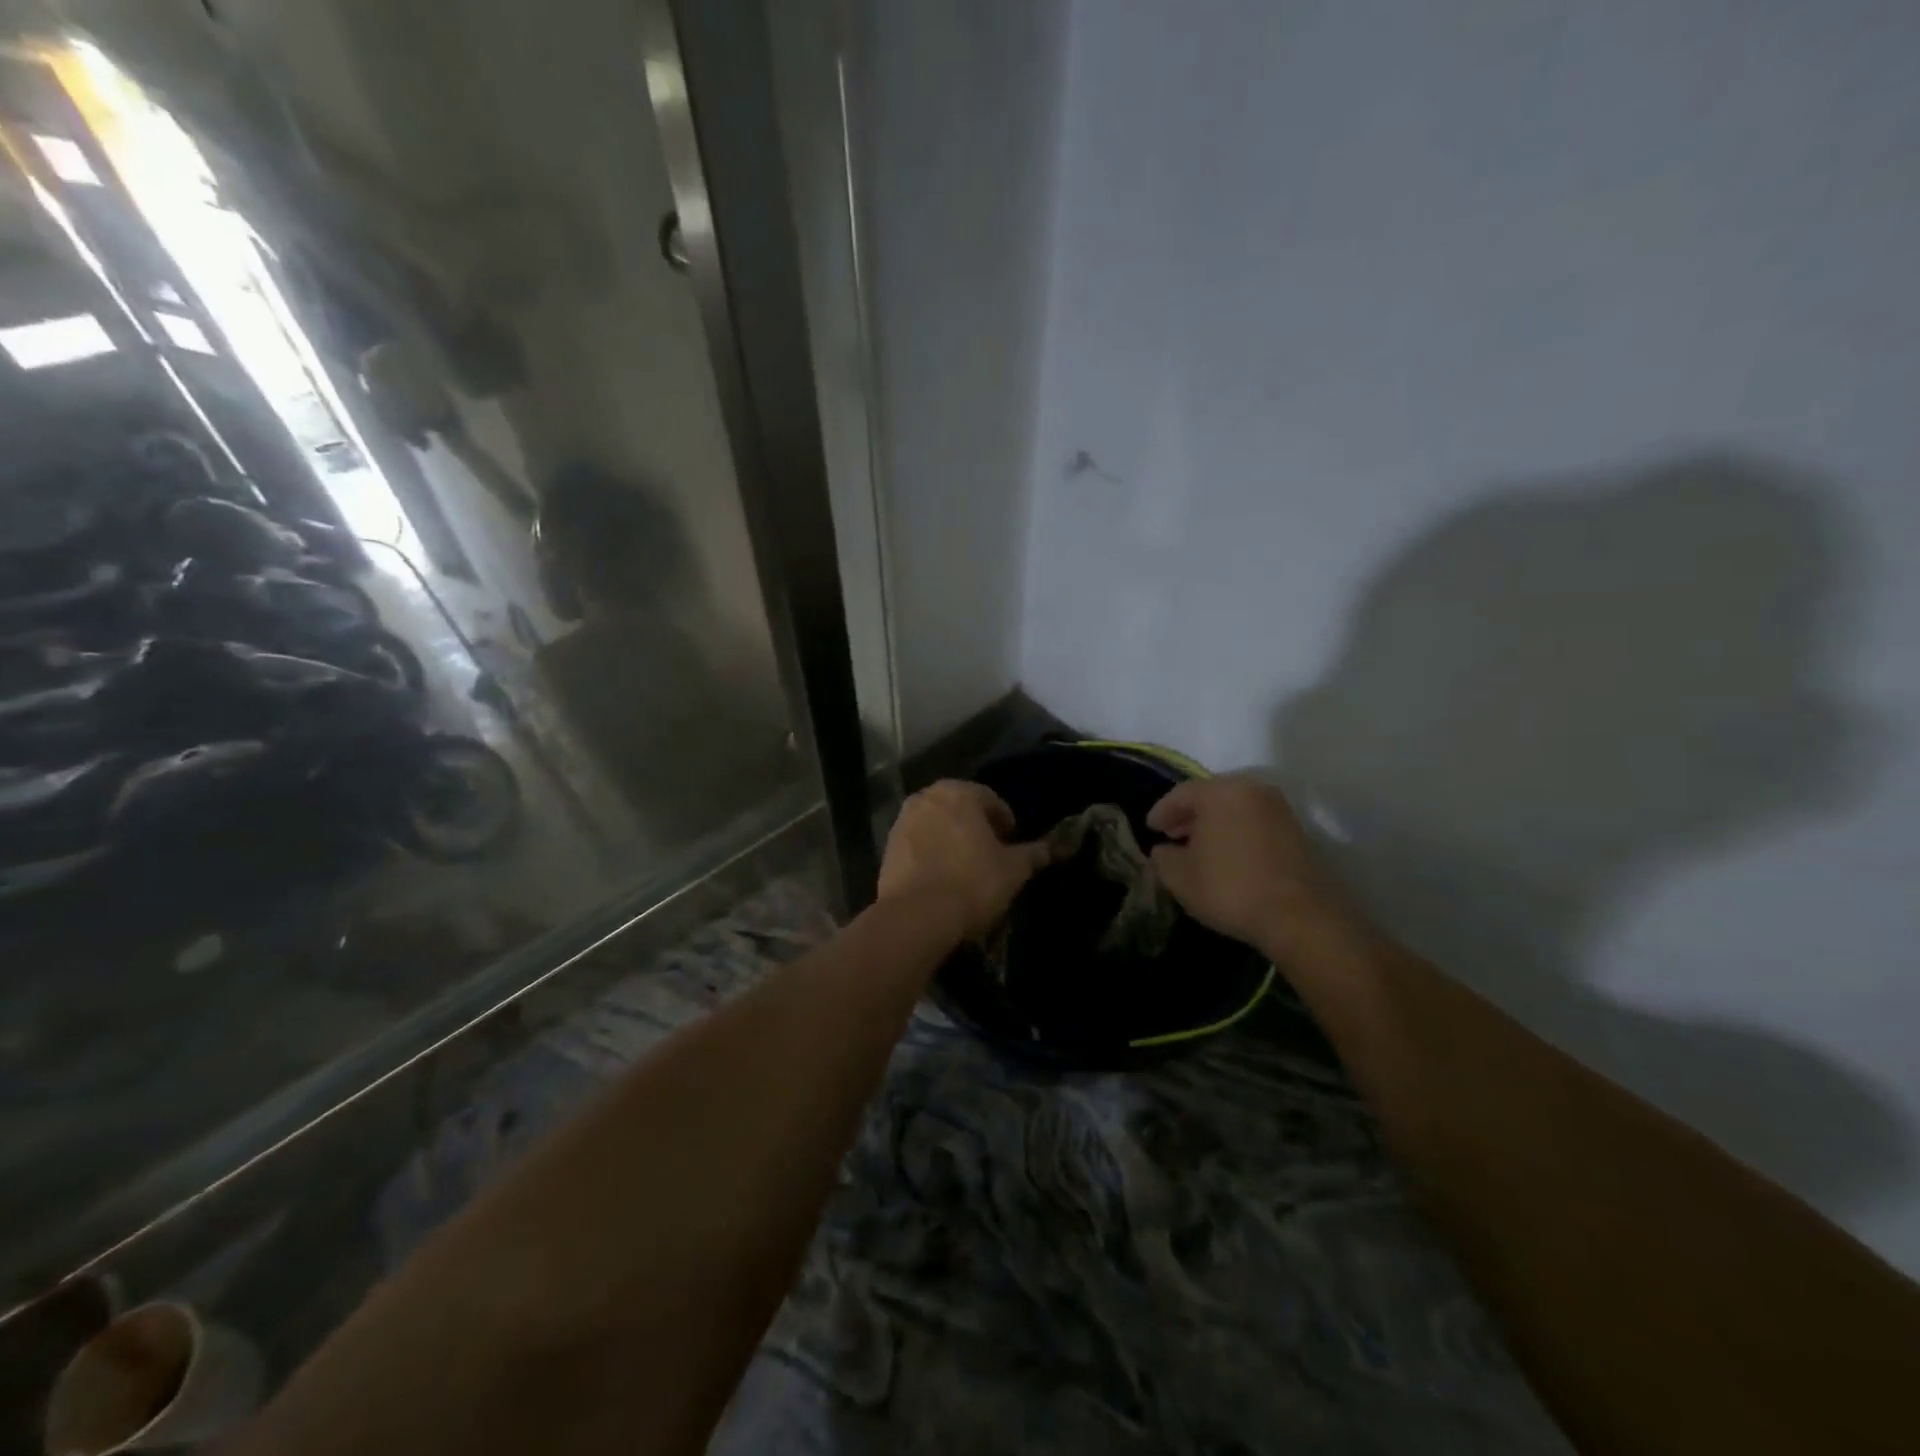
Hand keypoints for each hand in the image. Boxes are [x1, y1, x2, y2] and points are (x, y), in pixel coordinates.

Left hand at [878, 781, 1052, 940]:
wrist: (916, 917)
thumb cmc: (972, 883)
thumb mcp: (1013, 870)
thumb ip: (1033, 854)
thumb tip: (1051, 848)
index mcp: (958, 792)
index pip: (990, 799)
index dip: (1005, 821)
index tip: (1012, 844)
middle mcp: (927, 797)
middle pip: (960, 808)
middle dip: (976, 827)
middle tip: (991, 854)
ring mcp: (902, 821)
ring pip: (936, 825)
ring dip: (951, 839)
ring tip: (965, 868)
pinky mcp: (887, 847)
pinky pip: (918, 844)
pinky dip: (931, 853)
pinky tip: (941, 877)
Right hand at [1147, 773, 1358, 958]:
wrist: (1300, 916)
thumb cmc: (1231, 888)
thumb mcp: (1180, 877)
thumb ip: (1163, 857)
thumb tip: (1164, 850)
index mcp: (1220, 792)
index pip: (1181, 794)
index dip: (1161, 812)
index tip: (1150, 829)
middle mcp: (1251, 789)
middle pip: (1210, 796)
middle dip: (1189, 815)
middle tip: (1172, 835)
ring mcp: (1278, 808)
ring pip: (1234, 808)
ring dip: (1213, 824)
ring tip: (1198, 848)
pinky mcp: (1296, 829)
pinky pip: (1254, 821)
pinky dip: (1236, 832)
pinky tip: (1227, 856)